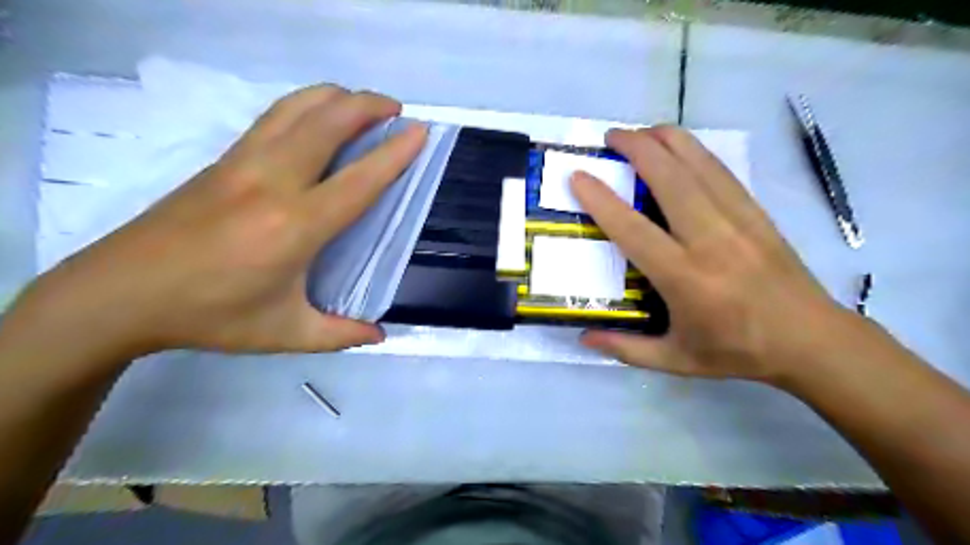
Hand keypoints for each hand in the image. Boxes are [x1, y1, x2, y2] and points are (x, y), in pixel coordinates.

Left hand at [13, 83, 424, 357]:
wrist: (119, 293)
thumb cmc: (210, 315)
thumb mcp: (284, 334)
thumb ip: (339, 334)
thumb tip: (379, 336)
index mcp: (296, 226)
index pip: (359, 180)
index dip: (394, 154)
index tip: (420, 133)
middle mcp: (272, 182)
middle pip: (327, 123)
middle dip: (368, 106)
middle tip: (396, 110)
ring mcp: (243, 163)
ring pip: (296, 109)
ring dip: (335, 97)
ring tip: (361, 102)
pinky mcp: (222, 160)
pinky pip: (273, 118)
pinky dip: (304, 105)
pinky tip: (316, 116)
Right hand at [569, 126, 859, 387]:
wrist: (812, 340)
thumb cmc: (737, 351)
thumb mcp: (676, 361)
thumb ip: (626, 350)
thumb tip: (582, 337)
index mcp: (686, 279)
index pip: (634, 230)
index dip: (602, 200)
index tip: (579, 176)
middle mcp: (711, 241)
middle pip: (670, 180)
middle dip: (637, 149)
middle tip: (610, 137)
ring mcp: (739, 221)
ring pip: (699, 166)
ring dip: (667, 140)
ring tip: (640, 131)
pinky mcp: (757, 213)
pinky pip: (721, 172)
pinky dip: (695, 151)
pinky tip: (679, 145)